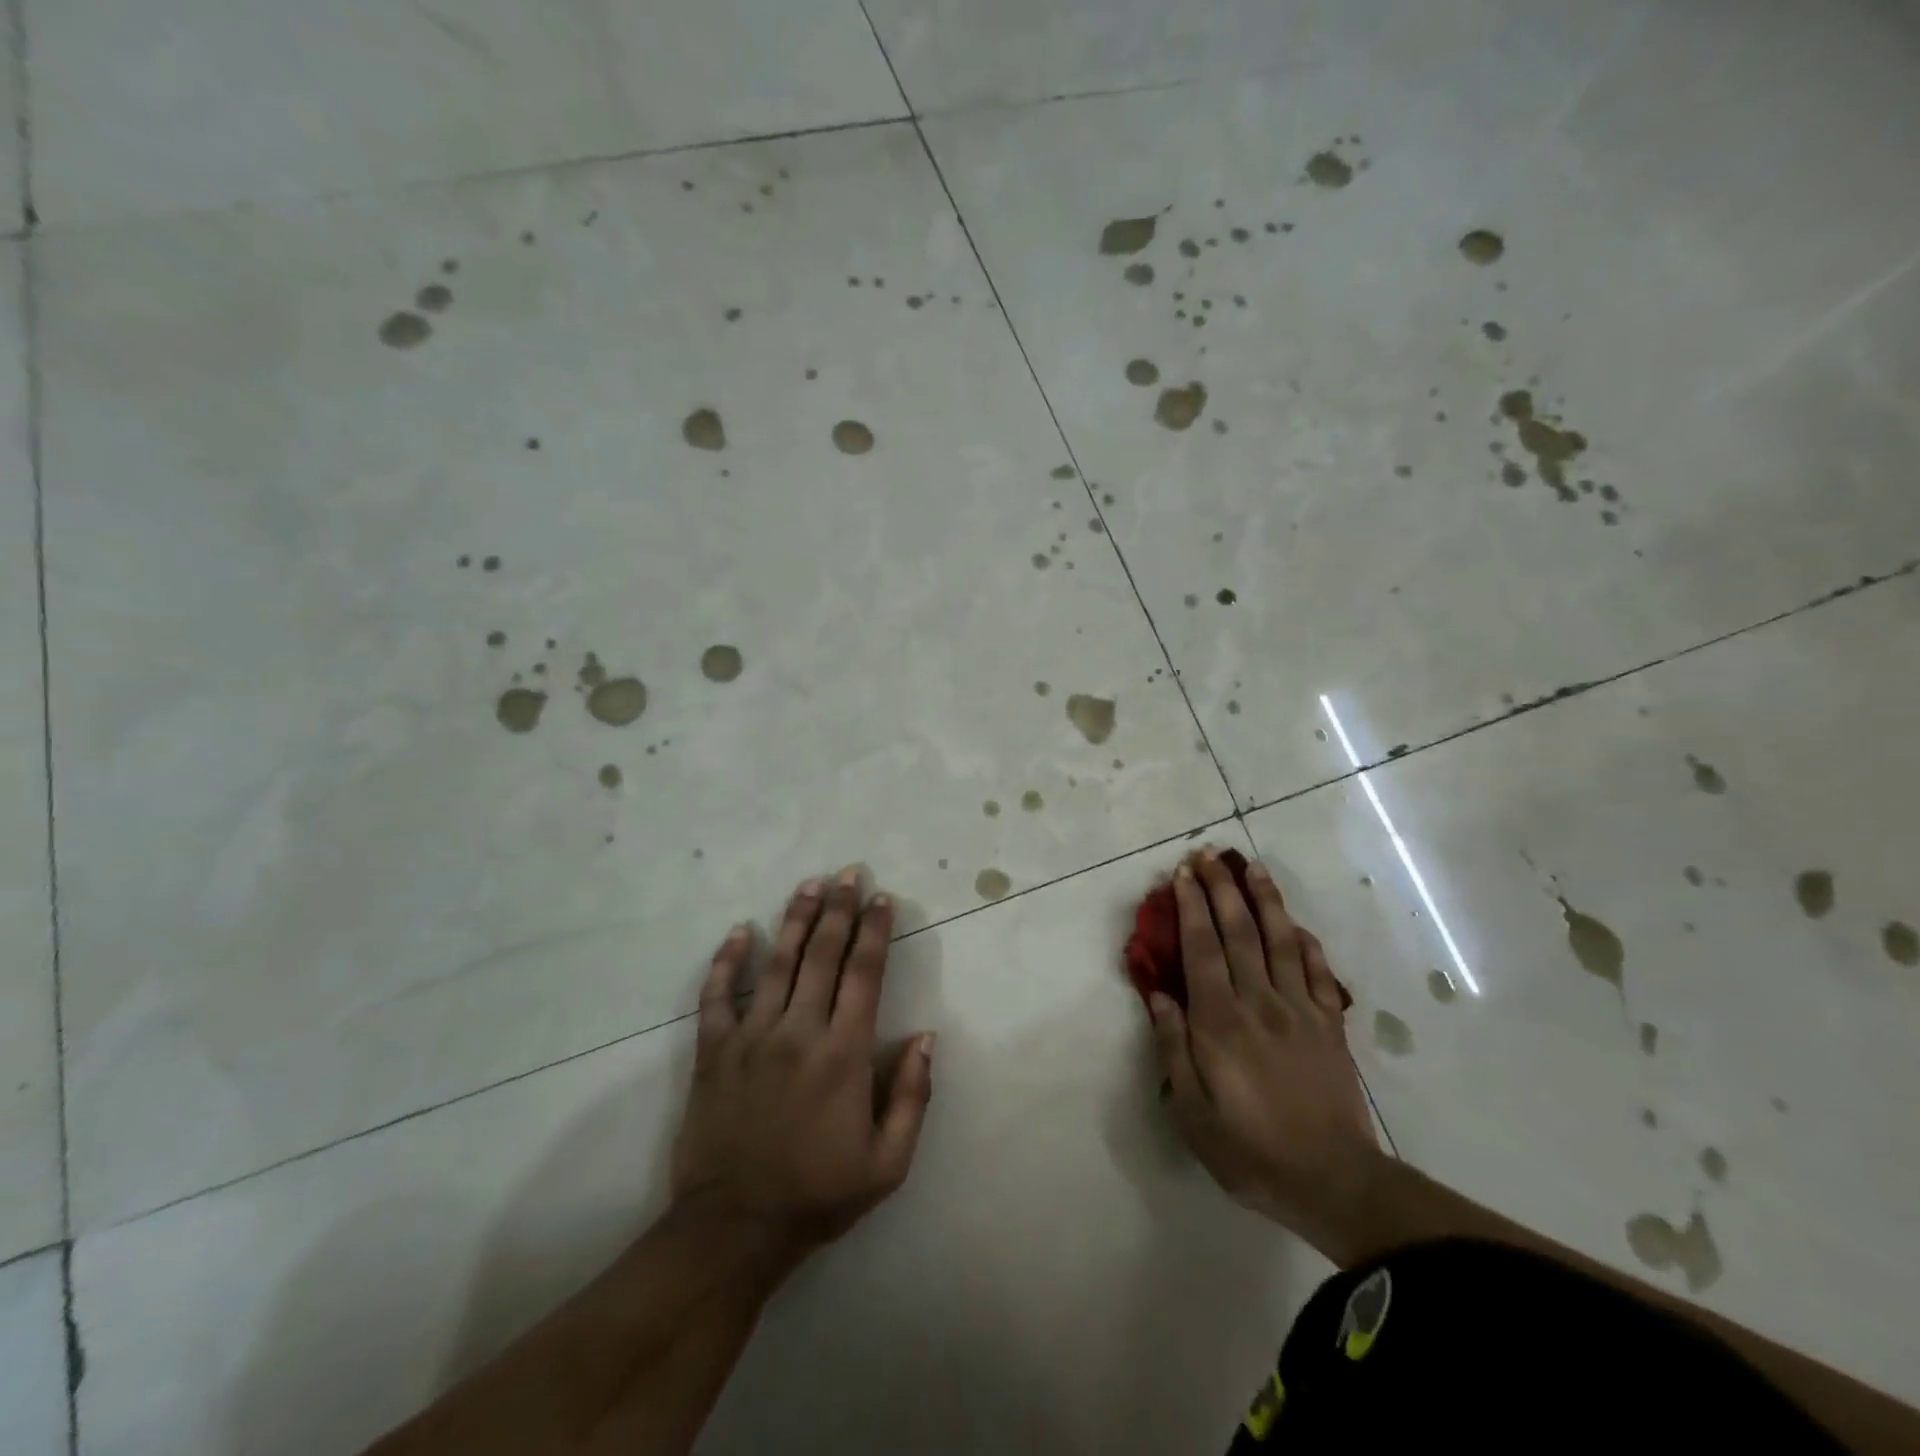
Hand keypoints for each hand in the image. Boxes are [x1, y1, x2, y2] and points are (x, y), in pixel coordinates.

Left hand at [670, 868, 935, 1261]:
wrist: (734, 1229)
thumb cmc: (818, 1195)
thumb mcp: (887, 1164)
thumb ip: (913, 1097)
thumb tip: (927, 1037)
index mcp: (844, 1053)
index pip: (864, 974)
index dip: (875, 931)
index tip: (882, 898)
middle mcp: (799, 1032)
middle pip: (823, 954)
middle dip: (840, 909)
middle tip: (849, 873)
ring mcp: (751, 1037)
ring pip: (777, 963)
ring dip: (796, 919)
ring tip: (810, 885)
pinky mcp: (714, 1051)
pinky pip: (717, 996)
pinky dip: (727, 961)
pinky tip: (738, 931)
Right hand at [1147, 850, 1380, 1253]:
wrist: (1335, 1182)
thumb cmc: (1251, 1150)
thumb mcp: (1193, 1112)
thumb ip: (1174, 1048)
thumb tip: (1160, 996)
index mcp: (1221, 1021)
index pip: (1203, 948)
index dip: (1192, 907)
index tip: (1181, 874)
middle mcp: (1261, 1002)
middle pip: (1240, 932)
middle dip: (1222, 888)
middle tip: (1209, 854)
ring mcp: (1302, 1010)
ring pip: (1282, 940)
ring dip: (1266, 899)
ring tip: (1252, 867)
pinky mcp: (1331, 1025)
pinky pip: (1320, 972)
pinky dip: (1308, 942)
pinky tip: (1297, 924)